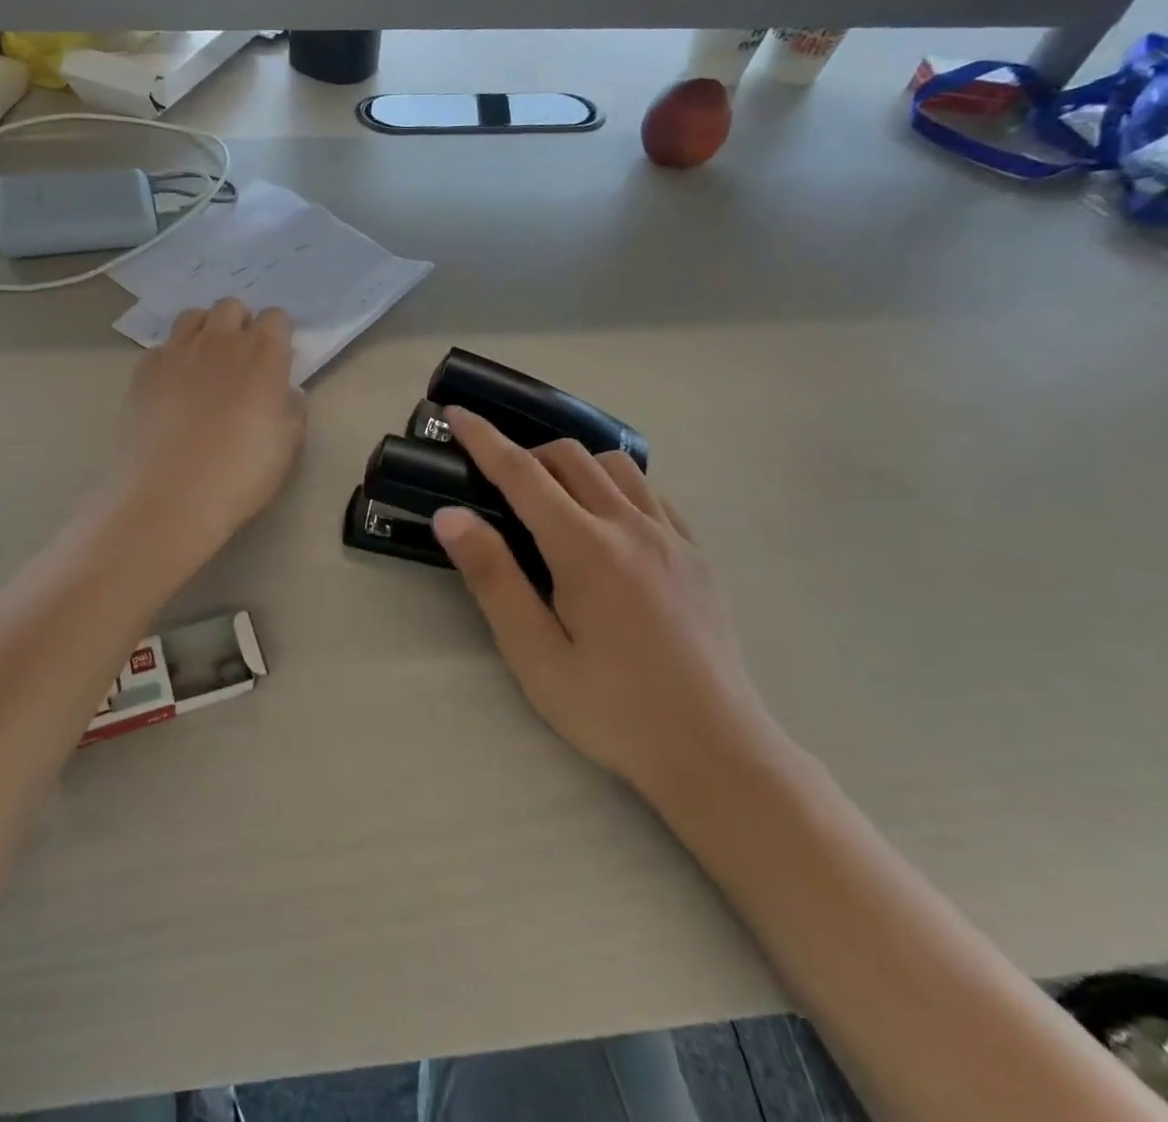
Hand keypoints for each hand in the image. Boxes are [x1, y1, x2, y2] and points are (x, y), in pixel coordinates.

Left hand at [110, 299, 305, 558]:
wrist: (171, 496)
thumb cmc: (241, 473)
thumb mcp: (287, 445)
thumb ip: (291, 407)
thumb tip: (284, 391)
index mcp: (263, 354)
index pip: (276, 318)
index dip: (279, 336)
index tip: (277, 361)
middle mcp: (219, 341)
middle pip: (231, 307)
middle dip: (240, 324)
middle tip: (241, 360)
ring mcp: (176, 352)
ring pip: (192, 317)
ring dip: (204, 331)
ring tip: (206, 363)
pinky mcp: (143, 371)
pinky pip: (161, 348)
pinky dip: (171, 359)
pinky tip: (172, 388)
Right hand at [431, 407, 780, 802]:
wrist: (716, 752)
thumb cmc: (611, 709)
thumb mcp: (534, 653)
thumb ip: (492, 577)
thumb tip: (450, 515)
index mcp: (585, 548)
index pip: (522, 474)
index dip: (484, 439)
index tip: (456, 414)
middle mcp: (631, 526)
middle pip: (570, 457)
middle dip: (526, 453)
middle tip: (498, 483)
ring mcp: (672, 537)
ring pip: (616, 465)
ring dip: (574, 464)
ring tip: (552, 499)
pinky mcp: (697, 554)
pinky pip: (653, 494)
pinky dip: (618, 486)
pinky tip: (609, 521)